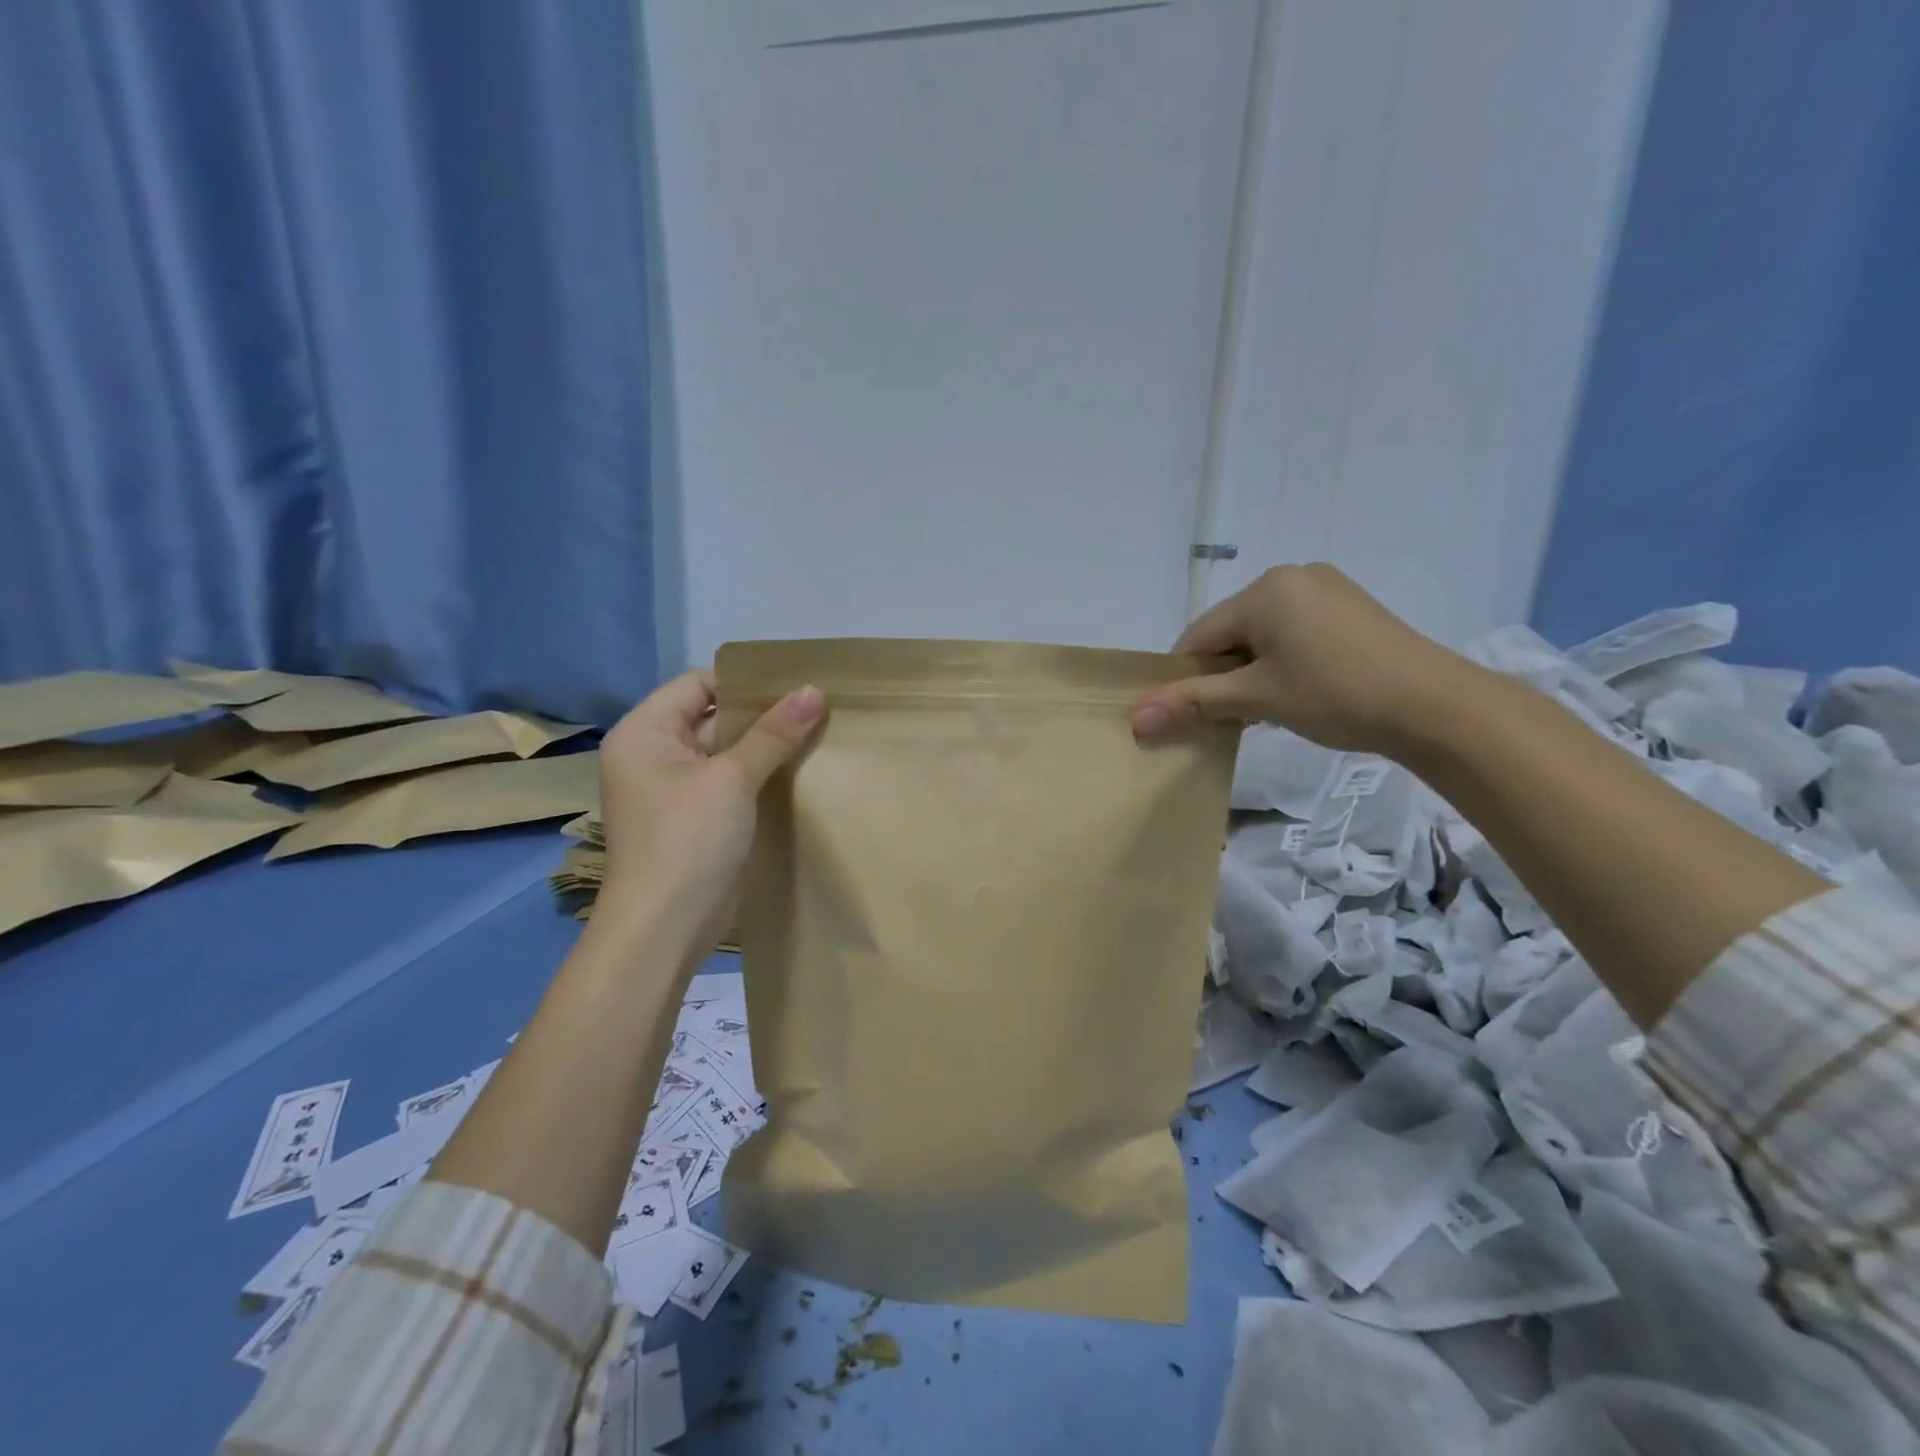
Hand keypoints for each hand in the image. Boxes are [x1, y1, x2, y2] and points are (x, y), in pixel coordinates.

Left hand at [595, 670, 823, 946]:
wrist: (665, 927)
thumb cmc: (688, 839)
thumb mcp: (732, 779)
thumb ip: (774, 733)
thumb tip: (814, 691)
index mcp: (646, 732)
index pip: (699, 684)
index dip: (746, 683)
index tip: (796, 685)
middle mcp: (656, 754)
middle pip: (714, 716)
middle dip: (764, 714)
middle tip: (817, 707)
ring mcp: (677, 789)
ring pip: (728, 752)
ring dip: (768, 746)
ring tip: (819, 733)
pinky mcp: (698, 818)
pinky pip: (732, 783)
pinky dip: (762, 775)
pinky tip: (802, 771)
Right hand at [1129, 563, 1473, 754]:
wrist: (1435, 706)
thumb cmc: (1335, 694)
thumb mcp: (1256, 698)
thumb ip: (1191, 703)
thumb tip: (1133, 719)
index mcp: (1264, 589)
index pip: (1198, 636)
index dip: (1184, 678)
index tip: (1186, 715)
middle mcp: (1292, 576)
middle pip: (1231, 633)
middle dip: (1222, 675)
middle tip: (1232, 717)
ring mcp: (1327, 589)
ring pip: (1263, 635)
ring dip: (1252, 671)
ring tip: (1267, 708)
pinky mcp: (1351, 608)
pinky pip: (1295, 632)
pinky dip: (1282, 661)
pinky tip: (1298, 691)